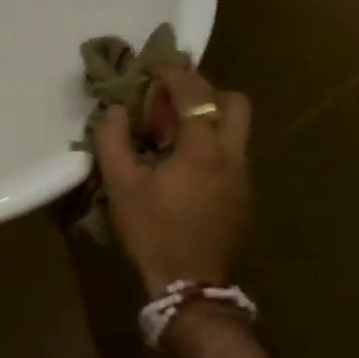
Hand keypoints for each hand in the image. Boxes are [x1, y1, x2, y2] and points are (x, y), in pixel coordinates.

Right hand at [98, 65, 252, 298]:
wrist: (191, 287)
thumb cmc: (153, 232)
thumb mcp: (121, 185)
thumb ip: (113, 140)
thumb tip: (118, 111)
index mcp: (202, 148)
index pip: (194, 92)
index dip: (173, 73)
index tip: (152, 69)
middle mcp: (232, 155)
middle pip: (234, 102)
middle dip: (204, 92)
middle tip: (172, 102)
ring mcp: (244, 177)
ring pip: (236, 130)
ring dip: (208, 120)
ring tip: (174, 136)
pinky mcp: (245, 198)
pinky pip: (232, 155)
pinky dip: (212, 146)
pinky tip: (184, 169)